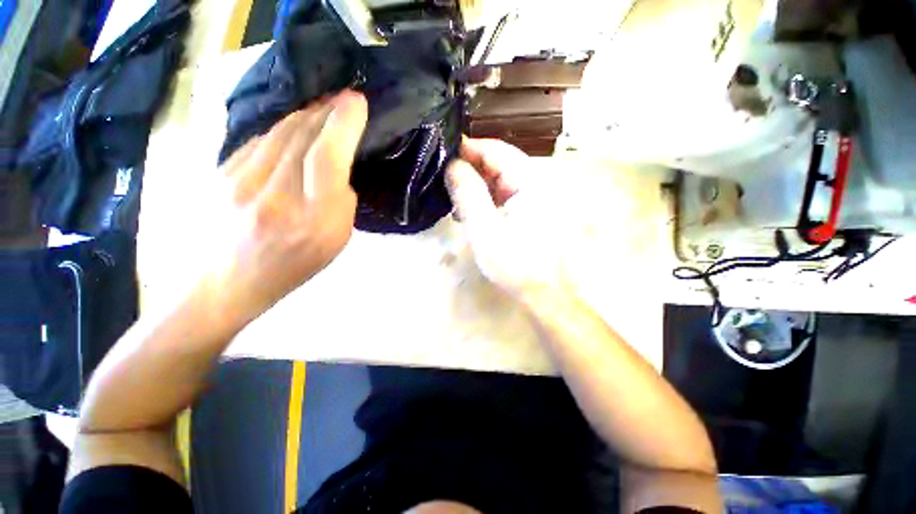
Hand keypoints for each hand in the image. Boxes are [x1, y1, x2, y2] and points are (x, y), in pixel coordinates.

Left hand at [210, 91, 367, 324]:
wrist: (226, 284)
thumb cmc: (292, 267)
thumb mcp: (335, 242)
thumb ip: (341, 202)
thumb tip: (338, 168)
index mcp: (311, 219)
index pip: (327, 157)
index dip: (343, 123)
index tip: (357, 102)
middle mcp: (274, 194)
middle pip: (302, 135)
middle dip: (327, 111)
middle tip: (345, 98)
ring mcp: (239, 180)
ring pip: (279, 131)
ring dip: (306, 115)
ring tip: (324, 107)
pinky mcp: (221, 173)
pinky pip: (259, 140)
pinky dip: (283, 129)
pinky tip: (294, 128)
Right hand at [446, 138, 569, 299]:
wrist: (544, 293)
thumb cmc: (516, 264)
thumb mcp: (485, 229)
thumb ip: (468, 194)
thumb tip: (452, 165)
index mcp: (531, 181)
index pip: (496, 150)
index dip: (468, 149)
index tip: (441, 153)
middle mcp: (536, 182)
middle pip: (498, 163)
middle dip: (469, 169)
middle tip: (443, 179)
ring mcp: (534, 197)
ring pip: (499, 180)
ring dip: (475, 186)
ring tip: (453, 198)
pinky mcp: (530, 210)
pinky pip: (503, 195)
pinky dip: (485, 199)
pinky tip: (469, 211)